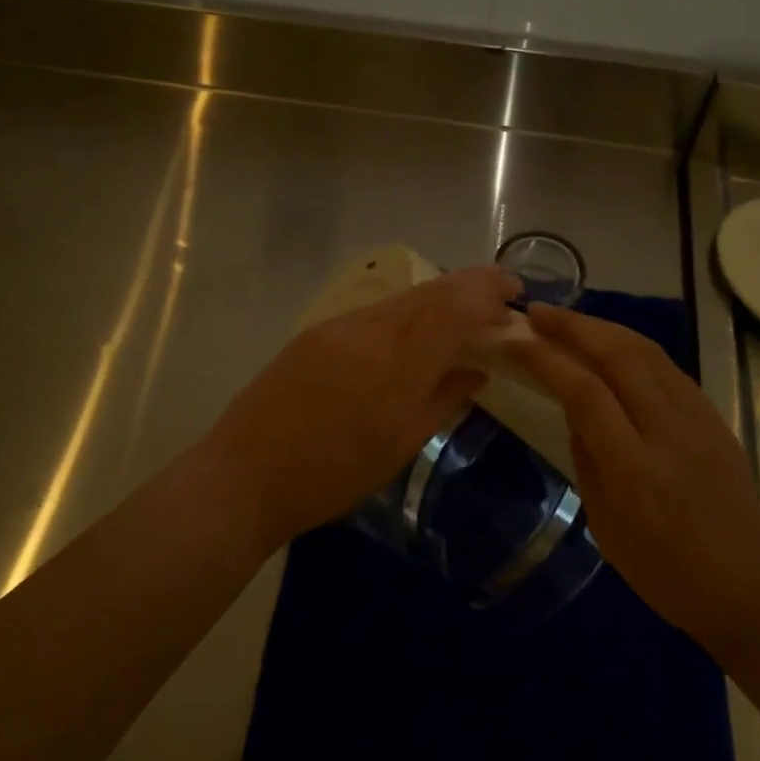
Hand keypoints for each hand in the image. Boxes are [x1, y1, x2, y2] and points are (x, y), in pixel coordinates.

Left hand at [202, 266, 519, 553]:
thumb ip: (443, 401)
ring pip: (404, 298)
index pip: (454, 308)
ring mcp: (340, 326)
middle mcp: (370, 331)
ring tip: (466, 308)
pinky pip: (377, 311)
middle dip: (471, 284)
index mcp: (396, 366)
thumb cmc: (331, 477)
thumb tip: (477, 372)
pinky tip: (417, 328)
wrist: (244, 475)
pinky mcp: (318, 331)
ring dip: (440, 296)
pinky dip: (409, 311)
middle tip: (501, 291)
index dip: (488, 292)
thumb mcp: (398, 446)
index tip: (515, 293)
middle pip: (431, 292)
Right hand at [504, 303, 759, 649]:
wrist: (751, 587)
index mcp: (635, 470)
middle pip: (618, 356)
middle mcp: (668, 432)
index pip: (586, 393)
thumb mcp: (605, 526)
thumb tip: (573, 406)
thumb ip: (586, 457)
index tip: (517, 340)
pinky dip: (631, 346)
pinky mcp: (713, 415)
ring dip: (602, 327)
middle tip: (538, 313)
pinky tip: (611, 345)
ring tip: (568, 320)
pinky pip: (667, 366)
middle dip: (573, 326)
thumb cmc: (666, 573)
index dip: (548, 359)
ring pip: (646, 350)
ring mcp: (698, 418)